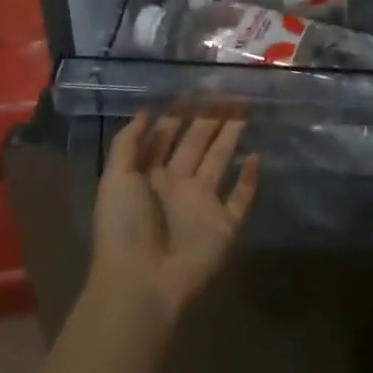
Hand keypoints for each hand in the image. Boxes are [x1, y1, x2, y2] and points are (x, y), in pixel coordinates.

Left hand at [89, 109, 259, 326]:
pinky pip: (240, 198)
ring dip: (231, 138)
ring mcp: (202, 206)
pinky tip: (256, 157)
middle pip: (197, 144)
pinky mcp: (223, 226)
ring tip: (246, 111)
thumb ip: (128, 142)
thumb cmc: (125, 227)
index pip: (167, 137)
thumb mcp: (115, 179)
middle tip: (230, 92)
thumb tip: (148, 109)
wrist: (142, 283)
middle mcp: (177, 186)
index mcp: (150, 176)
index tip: (197, 89)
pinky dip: (249, 179)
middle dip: (211, 119)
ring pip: (220, 163)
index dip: (180, 114)